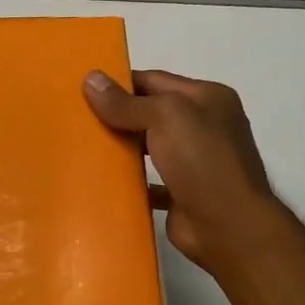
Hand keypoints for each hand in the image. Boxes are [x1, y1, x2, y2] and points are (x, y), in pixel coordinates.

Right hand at [83, 69, 277, 273]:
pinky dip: (128, 181)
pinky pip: (148, 181)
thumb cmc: (201, 161)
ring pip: (149, 147)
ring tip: (82, 147)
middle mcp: (204, 126)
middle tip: (76, 118)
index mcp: (207, 98)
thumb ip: (126, 102)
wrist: (227, 226)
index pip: (155, 80)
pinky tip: (101, 180)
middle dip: (117, 115)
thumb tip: (90, 78)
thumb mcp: (164, 117)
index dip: (120, 83)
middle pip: (151, 113)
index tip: (83, 89)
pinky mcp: (182, 193)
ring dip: (121, 147)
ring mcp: (194, 161)